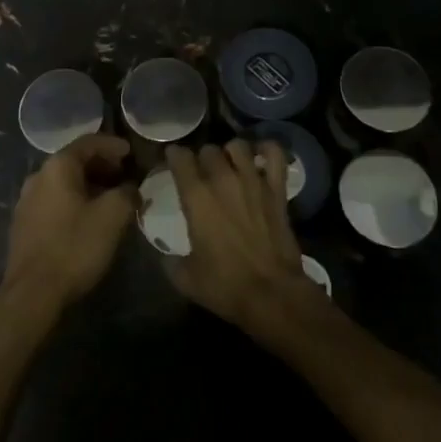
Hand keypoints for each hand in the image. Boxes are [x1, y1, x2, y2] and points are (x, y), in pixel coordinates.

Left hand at [1, 133, 139, 316]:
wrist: (32, 293)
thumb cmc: (74, 246)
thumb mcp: (112, 217)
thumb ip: (127, 194)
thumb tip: (131, 188)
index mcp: (58, 166)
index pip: (88, 142)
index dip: (112, 145)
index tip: (131, 153)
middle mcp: (38, 176)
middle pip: (74, 161)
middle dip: (102, 165)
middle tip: (124, 176)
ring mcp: (26, 201)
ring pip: (63, 182)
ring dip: (88, 185)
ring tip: (110, 199)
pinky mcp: (23, 224)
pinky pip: (54, 201)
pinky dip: (74, 201)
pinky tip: (87, 219)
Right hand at [166, 138, 315, 335]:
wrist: (272, 295)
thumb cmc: (225, 286)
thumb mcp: (185, 278)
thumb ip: (169, 259)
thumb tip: (164, 253)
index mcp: (196, 196)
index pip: (179, 157)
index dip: (174, 157)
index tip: (173, 163)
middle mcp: (222, 179)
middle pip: (208, 149)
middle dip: (202, 158)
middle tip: (202, 174)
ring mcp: (253, 180)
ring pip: (238, 146)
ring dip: (230, 153)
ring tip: (230, 166)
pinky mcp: (277, 189)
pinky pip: (275, 154)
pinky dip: (268, 151)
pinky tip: (261, 158)